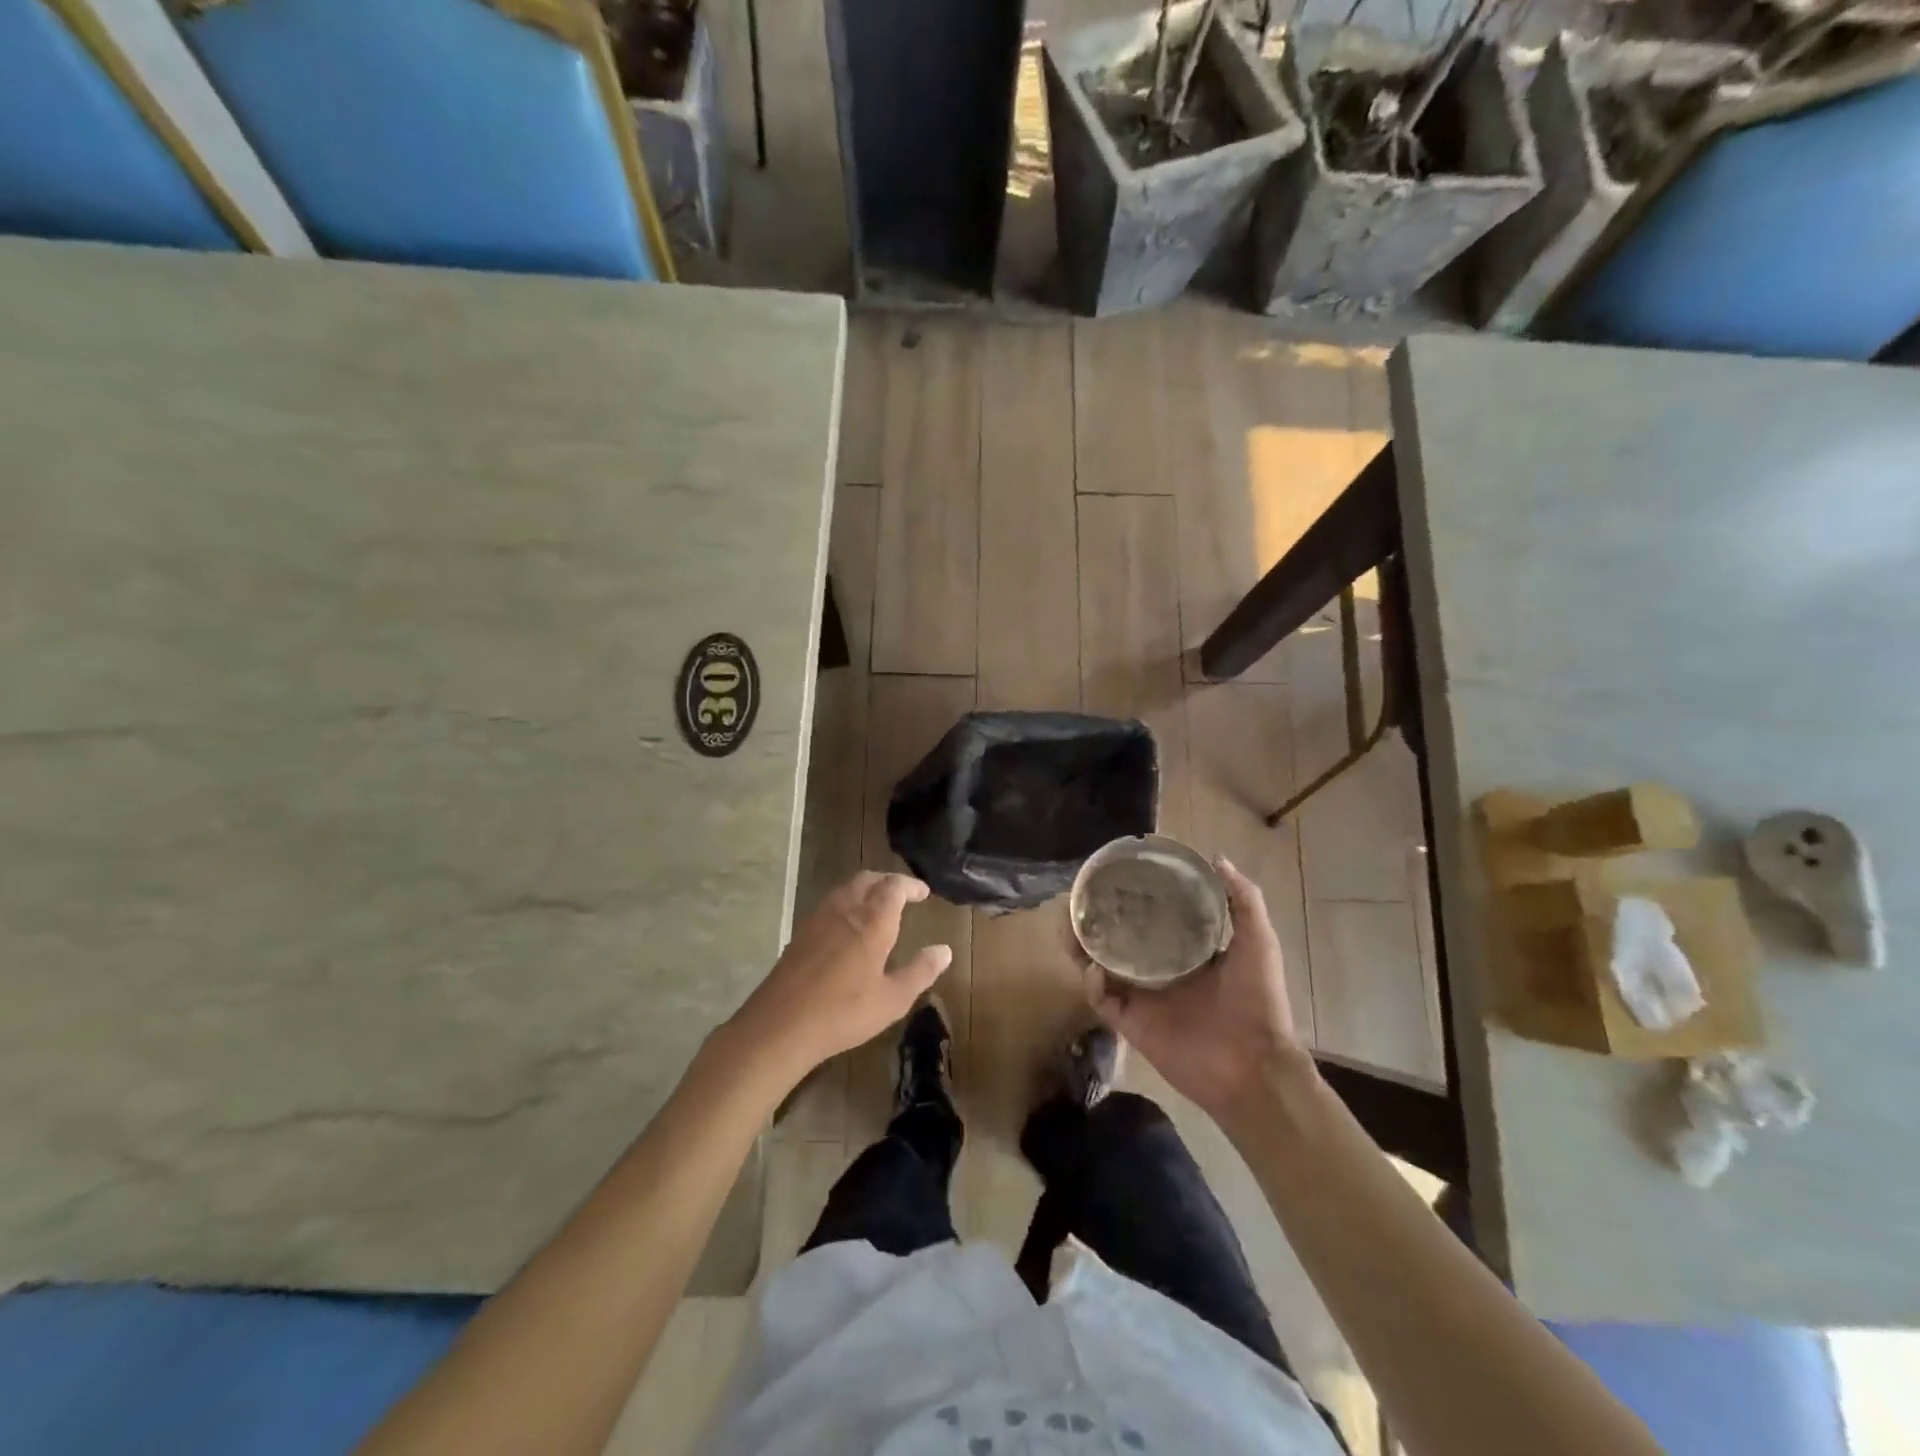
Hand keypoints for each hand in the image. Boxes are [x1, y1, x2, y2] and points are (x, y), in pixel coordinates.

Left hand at [727, 871, 951, 1083]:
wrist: (780, 1024)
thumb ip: (920, 971)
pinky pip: (830, 903)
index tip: (923, 893)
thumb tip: (945, 950)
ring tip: (878, 906)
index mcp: (872, 922)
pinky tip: (848, 926)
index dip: (910, 886)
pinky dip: (847, 902)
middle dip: (888, 881)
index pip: (894, 887)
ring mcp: (819, 919)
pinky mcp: (801, 933)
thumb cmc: (843, 1012)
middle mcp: (845, 910)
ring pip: (846, 888)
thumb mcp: (892, 999)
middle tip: (903, 894)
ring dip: (866, 889)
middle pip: (868, 880)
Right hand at [1083, 858, 1306, 1120]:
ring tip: (1071, 926)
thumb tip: (1217, 858)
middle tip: (1079, 899)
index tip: (1115, 877)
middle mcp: (1159, 972)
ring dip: (1082, 947)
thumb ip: (1243, 900)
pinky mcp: (1131, 1024)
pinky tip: (1095, 968)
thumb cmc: (1258, 1001)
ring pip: (1099, 967)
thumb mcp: (1257, 942)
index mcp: (1186, 953)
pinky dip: (1093, 983)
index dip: (1133, 900)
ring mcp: (1143, 998)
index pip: (1151, 921)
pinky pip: (1102, 1000)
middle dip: (1096, 920)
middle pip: (1117, 941)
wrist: (1254, 1066)